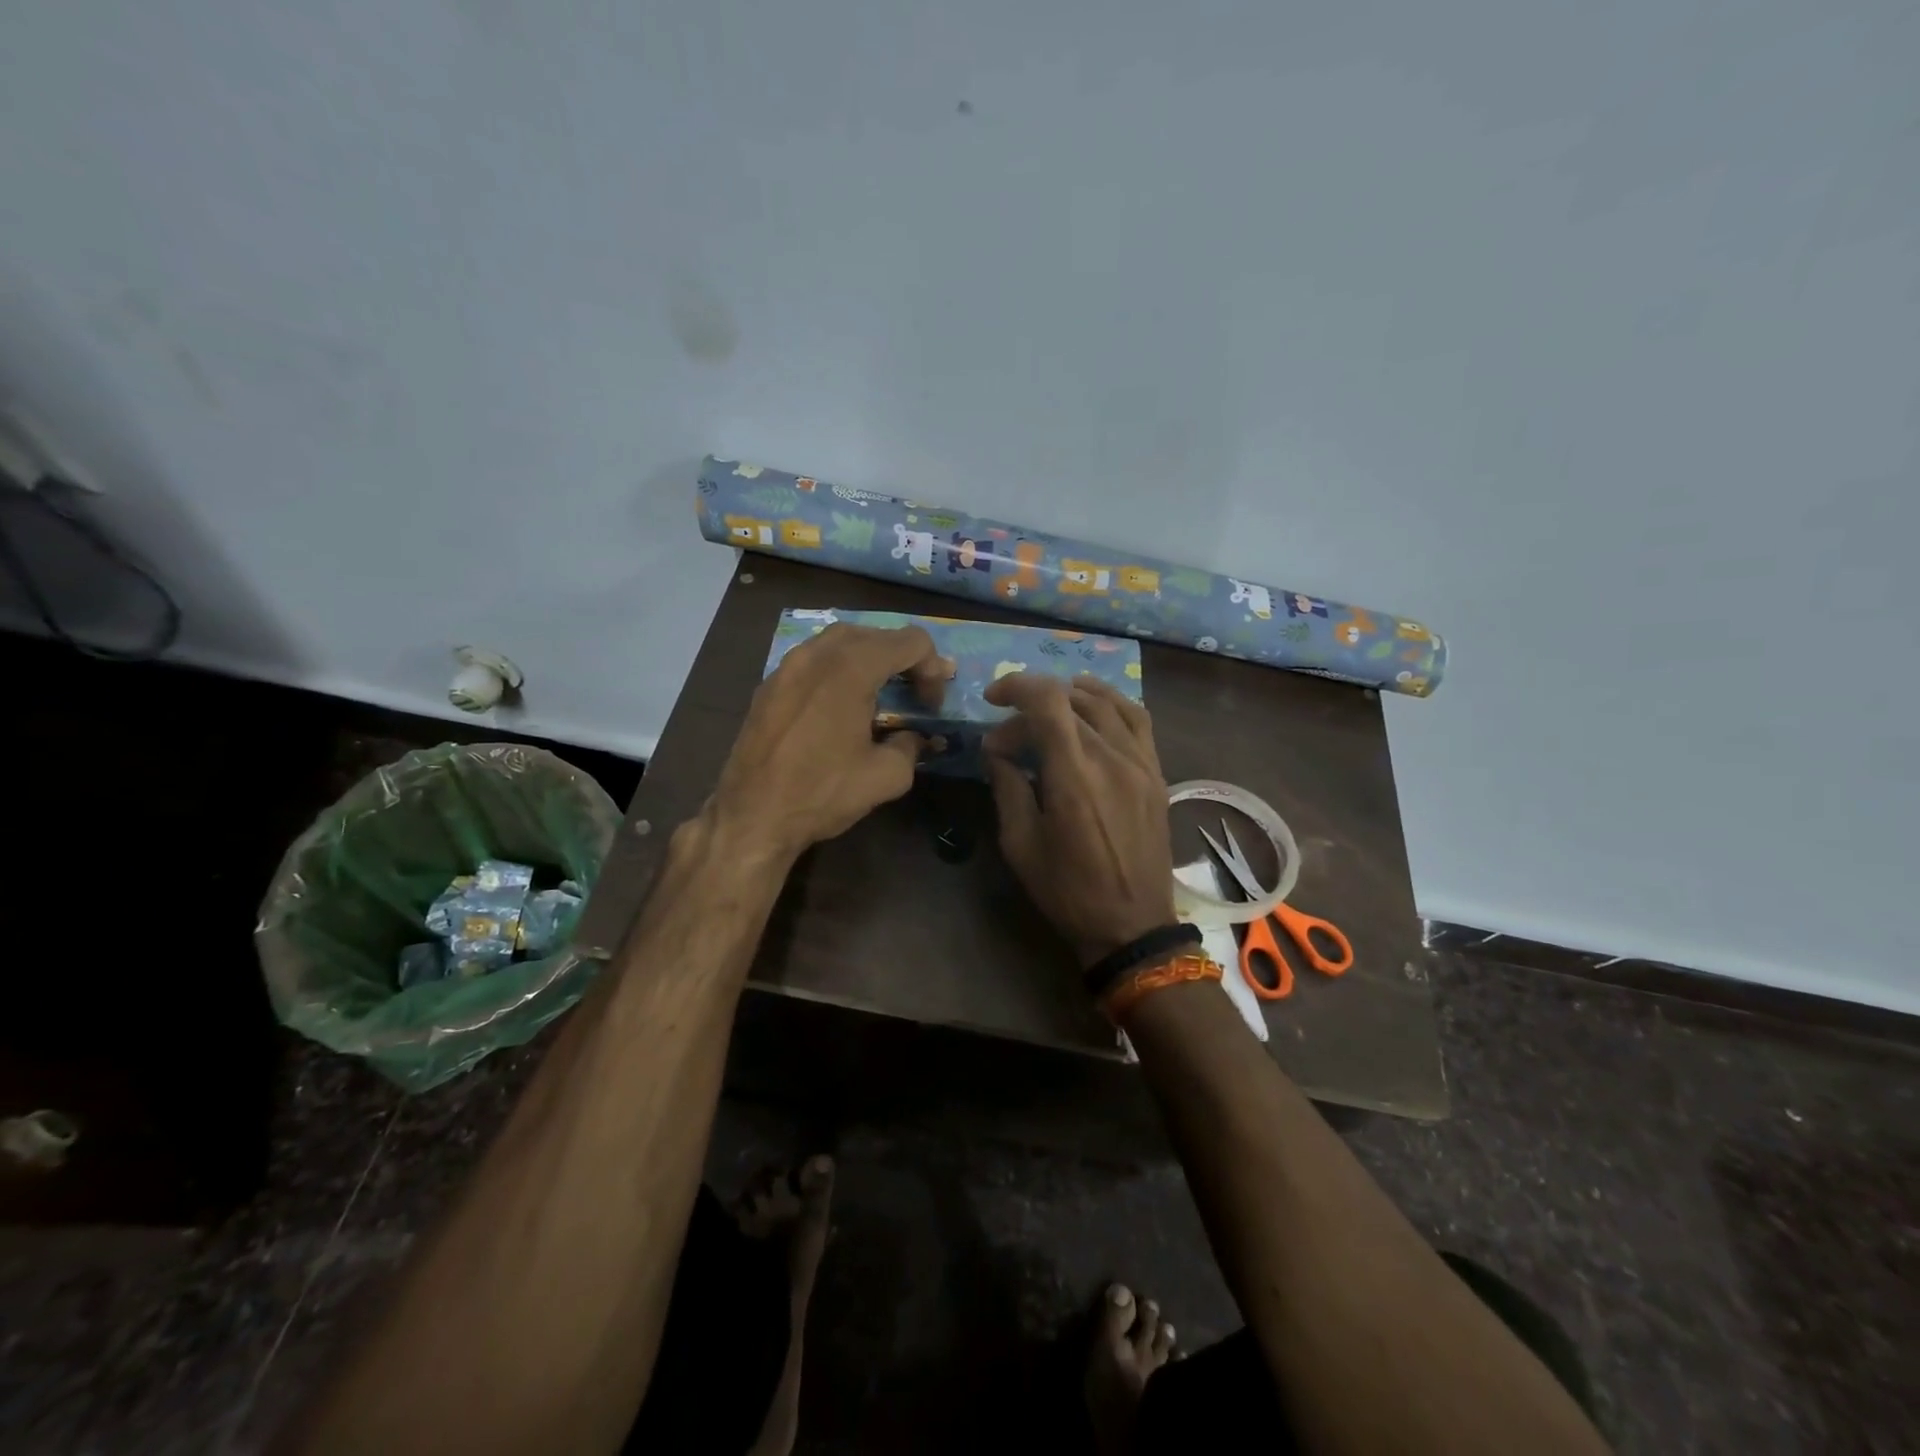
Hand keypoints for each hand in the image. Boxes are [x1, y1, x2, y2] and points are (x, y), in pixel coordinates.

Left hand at [707, 623, 951, 865]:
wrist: (752, 816)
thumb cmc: (822, 793)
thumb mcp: (886, 777)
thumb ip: (910, 746)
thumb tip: (914, 738)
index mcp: (851, 669)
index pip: (910, 642)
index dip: (933, 668)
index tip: (931, 704)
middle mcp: (817, 654)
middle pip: (875, 633)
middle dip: (903, 657)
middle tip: (914, 692)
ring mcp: (788, 666)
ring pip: (840, 640)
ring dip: (869, 656)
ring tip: (881, 690)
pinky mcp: (769, 684)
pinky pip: (813, 658)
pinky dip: (838, 667)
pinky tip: (842, 701)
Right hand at [981, 673, 1175, 966]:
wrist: (1132, 924)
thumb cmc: (1068, 890)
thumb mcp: (1020, 844)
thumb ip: (1007, 787)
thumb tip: (996, 750)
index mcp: (1074, 776)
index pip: (1047, 701)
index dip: (1016, 687)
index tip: (992, 700)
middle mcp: (1111, 758)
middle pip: (1069, 702)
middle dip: (1030, 708)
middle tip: (1008, 737)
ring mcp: (1141, 762)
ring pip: (1105, 702)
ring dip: (1069, 695)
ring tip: (1045, 707)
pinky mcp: (1156, 773)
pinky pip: (1137, 718)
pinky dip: (1110, 702)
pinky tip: (1092, 706)